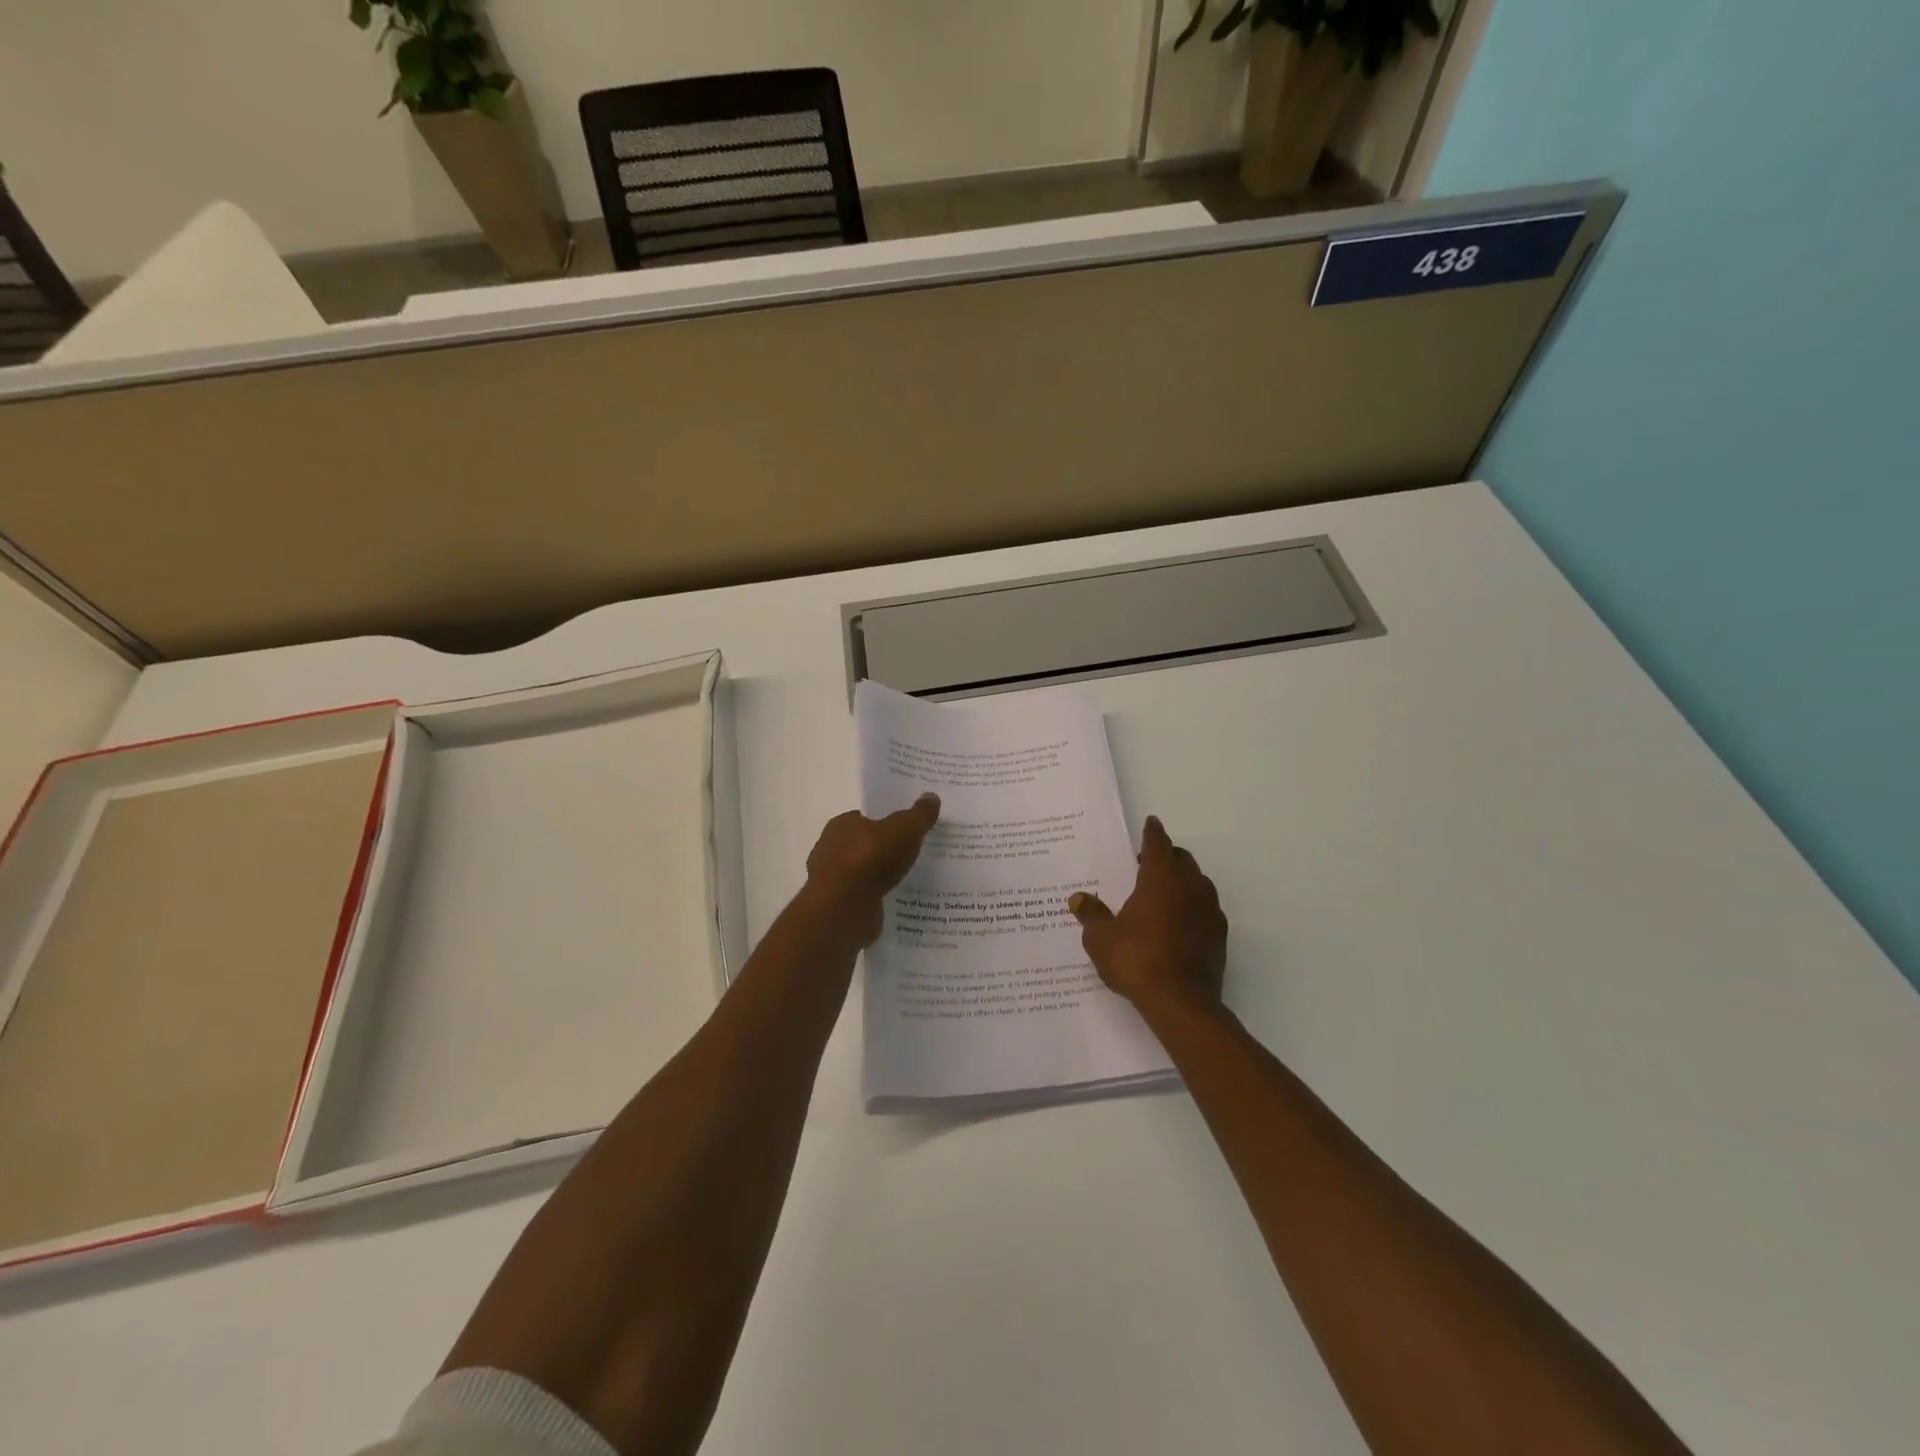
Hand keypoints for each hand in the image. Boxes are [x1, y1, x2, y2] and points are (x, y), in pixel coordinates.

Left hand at [801, 794, 940, 946]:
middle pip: (865, 845)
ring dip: (881, 876)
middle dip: (885, 850)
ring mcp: (833, 880)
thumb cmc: (870, 859)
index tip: (907, 830)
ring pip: (864, 873)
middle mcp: (832, 849)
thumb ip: (919, 815)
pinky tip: (897, 901)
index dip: (886, 822)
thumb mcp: (904, 829)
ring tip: (910, 879)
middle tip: (913, 854)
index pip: (865, 818)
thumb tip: (932, 796)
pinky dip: (878, 897)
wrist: (843, 909)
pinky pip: (864, 897)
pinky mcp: (838, 907)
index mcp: (842, 824)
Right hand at [1069, 816, 1226, 1013]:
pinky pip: (1205, 909)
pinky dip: (1192, 907)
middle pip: (1182, 859)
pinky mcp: (1219, 936)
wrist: (1181, 1002)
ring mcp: (1209, 911)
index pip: (1158, 843)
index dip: (1152, 832)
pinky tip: (1177, 923)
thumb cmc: (1136, 960)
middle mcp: (1190, 886)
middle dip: (1166, 856)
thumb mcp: (1101, 938)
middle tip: (1146, 864)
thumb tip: (1079, 898)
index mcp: (1161, 877)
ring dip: (1182, 881)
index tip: (1151, 823)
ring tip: (1161, 893)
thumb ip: (1091, 914)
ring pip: (1197, 883)